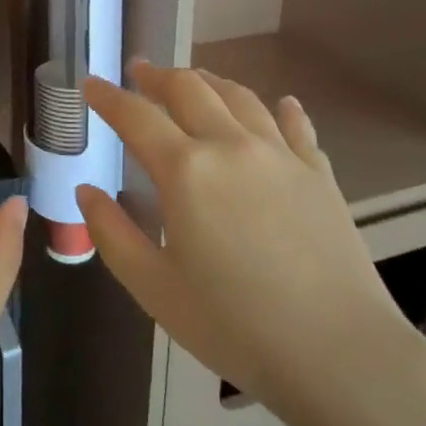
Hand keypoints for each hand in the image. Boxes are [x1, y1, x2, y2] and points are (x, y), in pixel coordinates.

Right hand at [77, 62, 417, 413]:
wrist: (339, 353)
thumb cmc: (234, 325)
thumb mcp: (154, 288)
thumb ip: (112, 233)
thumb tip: (86, 191)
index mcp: (185, 170)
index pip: (136, 117)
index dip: (108, 97)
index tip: (91, 84)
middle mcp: (231, 145)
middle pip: (189, 89)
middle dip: (157, 76)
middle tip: (140, 72)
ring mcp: (280, 155)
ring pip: (239, 97)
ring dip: (210, 81)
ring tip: (195, 80)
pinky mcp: (319, 173)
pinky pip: (296, 126)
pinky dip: (282, 109)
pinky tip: (282, 105)